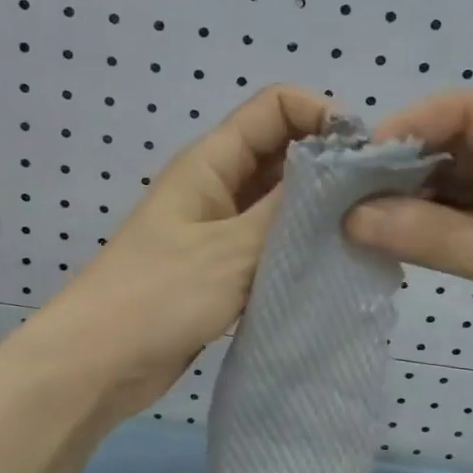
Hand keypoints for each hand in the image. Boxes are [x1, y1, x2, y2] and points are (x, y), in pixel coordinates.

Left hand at [40, 85, 332, 418]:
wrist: (96, 366)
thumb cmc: (158, 296)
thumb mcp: (232, 249)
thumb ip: (291, 210)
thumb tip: (346, 172)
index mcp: (211, 161)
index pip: (276, 107)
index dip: (322, 115)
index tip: (364, 156)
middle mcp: (217, 185)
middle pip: (283, 152)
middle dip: (329, 166)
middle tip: (376, 201)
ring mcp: (219, 228)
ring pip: (280, 202)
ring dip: (318, 212)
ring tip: (364, 235)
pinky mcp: (222, 269)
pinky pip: (270, 244)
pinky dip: (300, 249)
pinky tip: (334, 267)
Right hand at [343, 92, 472, 417]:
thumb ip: (434, 237)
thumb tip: (350, 218)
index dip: (413, 127)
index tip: (358, 160)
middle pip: (463, 145)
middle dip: (408, 168)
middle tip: (351, 196)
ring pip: (461, 185)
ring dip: (416, 201)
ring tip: (363, 219)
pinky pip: (468, 222)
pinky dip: (433, 230)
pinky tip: (395, 239)